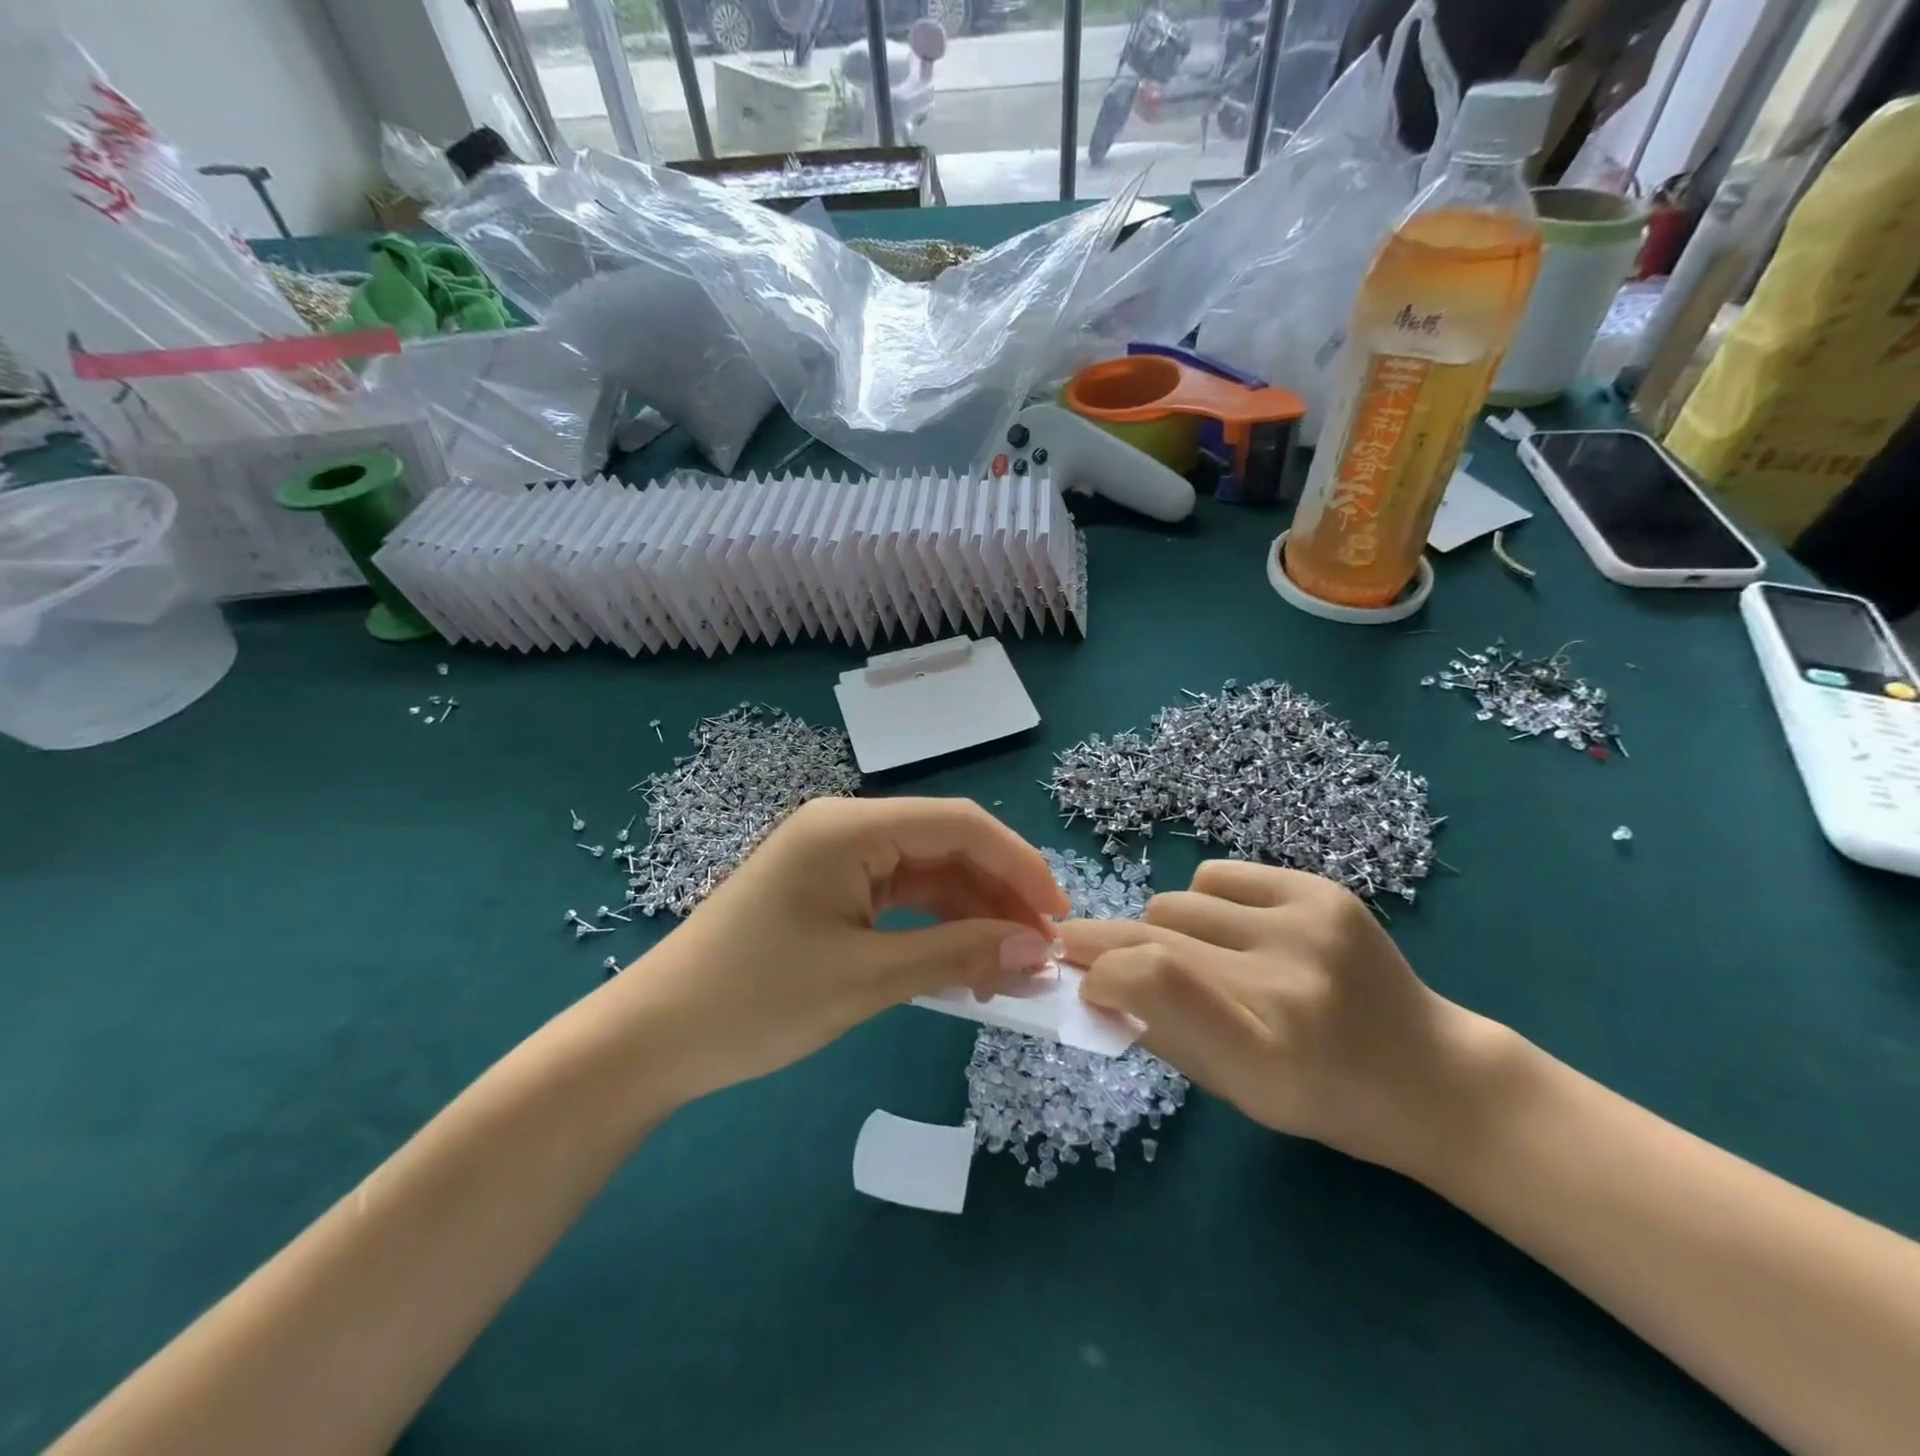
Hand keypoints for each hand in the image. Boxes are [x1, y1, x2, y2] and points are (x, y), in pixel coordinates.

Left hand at [613, 797, 1068, 1103]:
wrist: (652, 1040)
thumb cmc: (756, 1001)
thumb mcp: (867, 979)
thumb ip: (959, 956)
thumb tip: (1040, 952)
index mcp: (850, 826)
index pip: (960, 825)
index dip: (1019, 866)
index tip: (1060, 917)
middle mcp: (845, 827)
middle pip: (946, 846)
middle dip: (999, 895)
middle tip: (1040, 954)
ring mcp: (835, 859)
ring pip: (927, 875)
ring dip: (971, 915)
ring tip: (1009, 970)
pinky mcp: (828, 891)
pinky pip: (899, 898)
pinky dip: (935, 928)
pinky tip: (964, 965)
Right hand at [1059, 861, 1509, 1179]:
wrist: (1432, 1075)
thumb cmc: (1321, 1100)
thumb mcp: (1232, 1090)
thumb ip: (1158, 1031)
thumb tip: (1091, 980)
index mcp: (1266, 1057)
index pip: (1154, 981)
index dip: (1101, 970)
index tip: (1079, 978)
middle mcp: (1289, 983)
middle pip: (1155, 933)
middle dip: (1105, 942)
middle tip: (1084, 950)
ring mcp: (1310, 926)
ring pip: (1176, 901)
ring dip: (1165, 929)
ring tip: (1200, 957)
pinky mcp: (1323, 890)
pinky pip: (1215, 875)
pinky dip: (1205, 902)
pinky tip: (1236, 931)